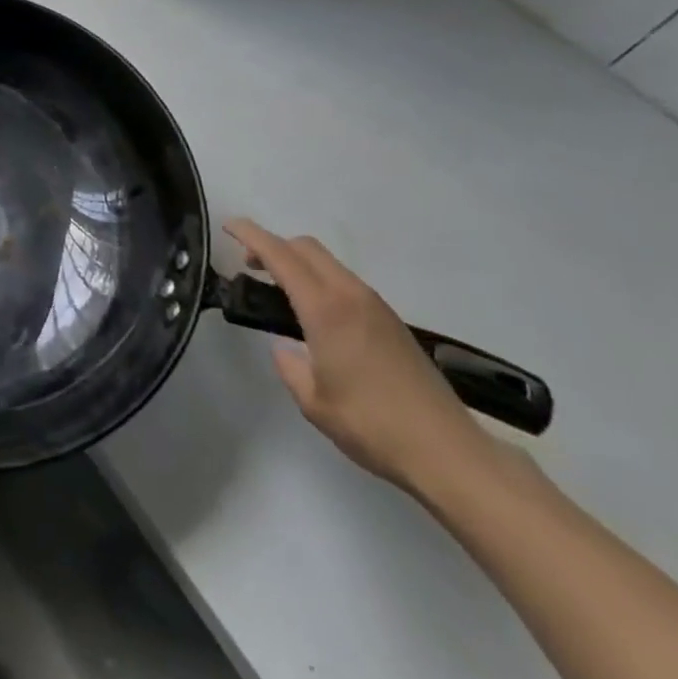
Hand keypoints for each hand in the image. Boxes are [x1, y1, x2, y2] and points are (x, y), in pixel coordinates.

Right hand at [225, 218, 493, 496]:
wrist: (449, 452)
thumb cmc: (373, 426)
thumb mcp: (313, 402)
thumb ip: (290, 366)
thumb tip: (285, 348)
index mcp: (326, 309)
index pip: (280, 255)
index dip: (250, 235)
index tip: (227, 226)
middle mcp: (351, 295)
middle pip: (305, 247)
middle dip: (273, 245)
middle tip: (249, 265)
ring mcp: (376, 306)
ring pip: (328, 262)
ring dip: (298, 262)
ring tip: (279, 290)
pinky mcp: (391, 321)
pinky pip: (345, 282)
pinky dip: (319, 279)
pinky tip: (315, 313)